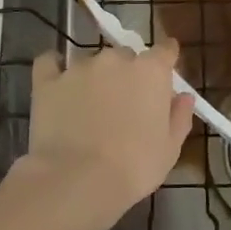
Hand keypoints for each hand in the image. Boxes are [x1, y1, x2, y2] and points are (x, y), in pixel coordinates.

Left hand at [25, 41, 193, 212]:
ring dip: (95, 78)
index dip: (165, 61)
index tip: (164, 75)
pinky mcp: (47, 81)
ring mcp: (79, 67)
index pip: (165, 50)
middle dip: (128, 75)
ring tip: (89, 108)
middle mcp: (115, 59)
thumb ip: (179, 117)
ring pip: (92, 62)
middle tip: (125, 105)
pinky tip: (57, 85)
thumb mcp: (169, 149)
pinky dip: (55, 69)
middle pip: (126, 57)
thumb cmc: (134, 167)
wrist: (77, 179)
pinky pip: (50, 64)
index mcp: (151, 71)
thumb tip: (183, 96)